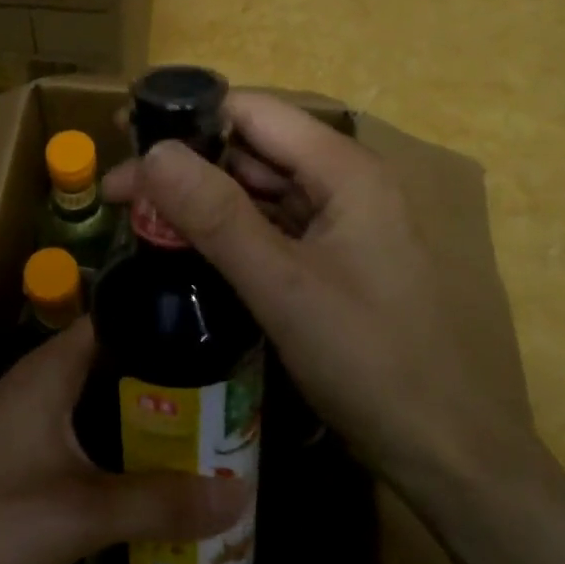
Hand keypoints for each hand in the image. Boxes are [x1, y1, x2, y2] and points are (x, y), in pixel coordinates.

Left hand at [0, 320, 247, 563]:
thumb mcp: (84, 514)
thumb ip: (160, 503)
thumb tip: (237, 493)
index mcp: (46, 371)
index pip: (109, 319)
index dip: (156, 320)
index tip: (208, 333)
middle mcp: (31, 384)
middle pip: (105, 362)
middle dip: (156, 376)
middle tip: (216, 392)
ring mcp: (17, 422)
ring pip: (88, 401)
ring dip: (132, 414)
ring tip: (192, 429)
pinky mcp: (9, 460)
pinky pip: (71, 434)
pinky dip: (107, 442)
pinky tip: (137, 470)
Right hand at [103, 92, 535, 481]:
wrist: (445, 451)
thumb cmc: (370, 360)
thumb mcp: (283, 286)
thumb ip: (216, 215)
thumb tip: (153, 153)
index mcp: (344, 170)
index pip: (253, 112)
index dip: (187, 115)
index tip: (125, 135)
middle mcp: (345, 183)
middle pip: (253, 149)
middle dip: (186, 163)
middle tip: (120, 193)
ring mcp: (341, 223)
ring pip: (259, 190)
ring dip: (202, 199)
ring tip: (140, 219)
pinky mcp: (333, 260)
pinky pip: (272, 227)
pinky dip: (228, 230)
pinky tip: (188, 247)